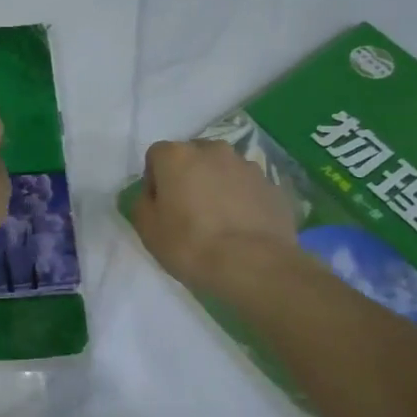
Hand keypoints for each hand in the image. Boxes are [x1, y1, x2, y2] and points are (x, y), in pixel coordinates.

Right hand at [131, 139, 300, 298]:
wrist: (255, 266)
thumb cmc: (191, 245)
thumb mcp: (147, 230)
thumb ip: (143, 204)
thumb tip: (152, 196)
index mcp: (177, 155)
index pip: (156, 156)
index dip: (155, 180)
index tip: (160, 206)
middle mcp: (213, 150)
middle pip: (192, 157)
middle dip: (188, 177)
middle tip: (188, 211)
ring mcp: (247, 166)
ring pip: (223, 170)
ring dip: (217, 186)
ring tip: (220, 221)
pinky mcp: (273, 185)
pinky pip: (248, 188)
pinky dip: (243, 200)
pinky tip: (242, 227)